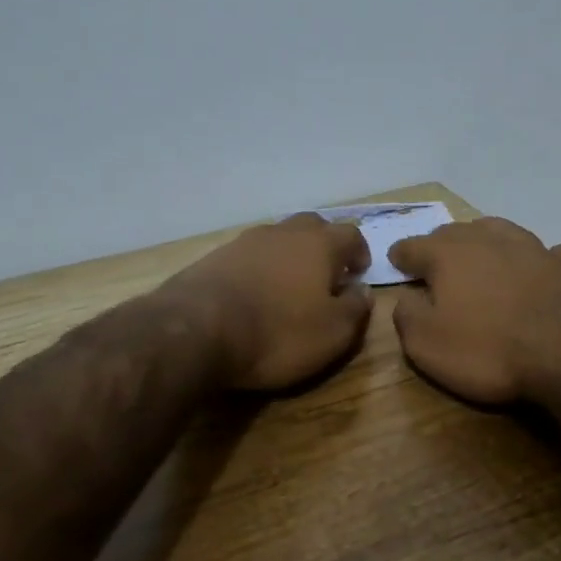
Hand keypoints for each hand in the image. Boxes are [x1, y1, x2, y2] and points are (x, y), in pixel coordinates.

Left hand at [165, 213, 372, 390]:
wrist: (197, 330)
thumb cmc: (278, 332)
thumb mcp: (332, 333)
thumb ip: (356, 308)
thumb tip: (363, 290)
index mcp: (319, 244)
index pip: (351, 234)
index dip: (359, 252)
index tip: (358, 274)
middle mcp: (283, 232)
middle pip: (312, 227)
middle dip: (324, 246)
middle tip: (327, 275)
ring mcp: (245, 241)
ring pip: (278, 238)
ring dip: (289, 256)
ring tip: (289, 286)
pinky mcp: (215, 257)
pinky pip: (249, 255)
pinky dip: (259, 268)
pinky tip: (255, 292)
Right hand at [388, 217, 560, 406]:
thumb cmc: (491, 350)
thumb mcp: (428, 345)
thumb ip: (407, 316)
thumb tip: (406, 298)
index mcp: (449, 255)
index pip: (414, 246)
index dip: (402, 254)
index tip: (396, 260)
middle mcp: (491, 241)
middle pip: (459, 232)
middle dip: (443, 243)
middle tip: (438, 259)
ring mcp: (538, 248)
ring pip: (505, 232)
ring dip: (490, 241)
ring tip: (486, 254)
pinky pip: (555, 253)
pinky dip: (544, 260)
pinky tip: (548, 272)